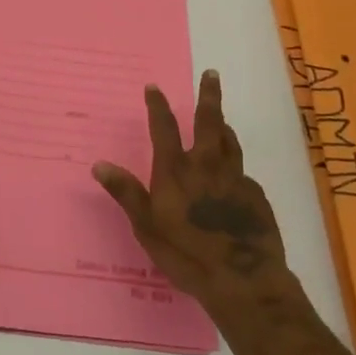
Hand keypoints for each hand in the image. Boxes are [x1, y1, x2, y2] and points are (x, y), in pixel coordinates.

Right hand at [92, 69, 290, 308]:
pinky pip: (243, 173)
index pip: (164, 127)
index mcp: (176, 170)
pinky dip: (236, 168)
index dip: (158, 105)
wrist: (244, 281)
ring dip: (224, 126)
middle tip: (212, 73)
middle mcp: (206, 166)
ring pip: (230, 142)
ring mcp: (235, 179)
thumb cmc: (187, 254)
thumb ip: (126, 193)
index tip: (154, 87)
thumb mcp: (147, 227)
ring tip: (222, 119)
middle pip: (209, 121)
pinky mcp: (256, 197)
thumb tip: (99, 164)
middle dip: (208, 95)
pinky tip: (235, 178)